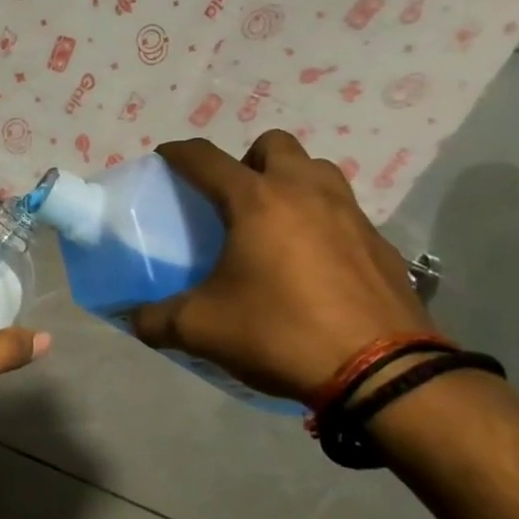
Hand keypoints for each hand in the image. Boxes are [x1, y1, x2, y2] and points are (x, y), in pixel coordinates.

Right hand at [127, 131, 433, 401]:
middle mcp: (305, 193)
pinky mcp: (381, 245)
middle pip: (273, 145)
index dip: (179, 153)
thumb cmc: (281, 333)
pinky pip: (344, 212)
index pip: (206, 158)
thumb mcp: (202, 329)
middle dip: (247, 160)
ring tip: (274, 223)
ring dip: (291, 182)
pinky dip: (321, 221)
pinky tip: (311, 262)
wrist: (383, 373)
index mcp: (256, 201)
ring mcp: (350, 215)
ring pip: (316, 171)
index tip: (165, 157)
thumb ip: (156, 319)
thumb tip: (134, 319)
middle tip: (232, 199)